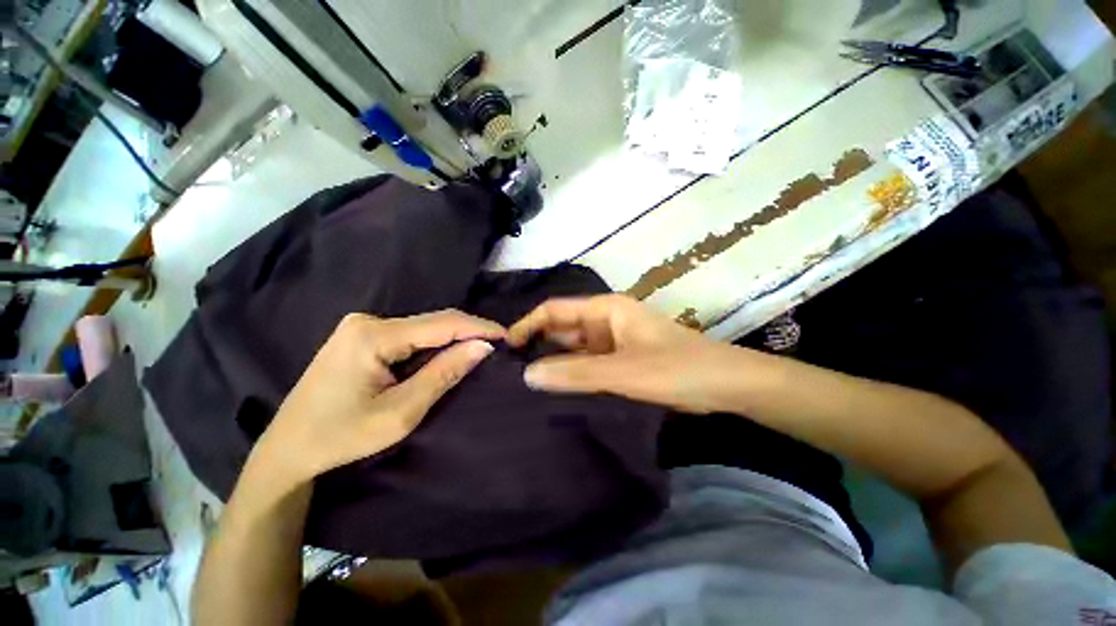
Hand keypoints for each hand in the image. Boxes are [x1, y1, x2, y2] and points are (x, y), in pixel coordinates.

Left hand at [254, 310, 504, 484]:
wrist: (287, 450)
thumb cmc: (341, 437)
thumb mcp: (400, 412)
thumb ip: (444, 374)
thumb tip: (483, 347)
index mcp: (373, 336)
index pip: (441, 324)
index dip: (478, 327)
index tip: (507, 335)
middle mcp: (368, 321)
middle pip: (433, 322)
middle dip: (469, 331)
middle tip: (499, 344)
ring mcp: (362, 327)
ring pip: (424, 327)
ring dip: (453, 338)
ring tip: (482, 348)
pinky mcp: (362, 336)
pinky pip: (411, 334)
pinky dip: (435, 343)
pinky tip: (450, 352)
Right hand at [509, 295, 758, 413]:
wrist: (725, 385)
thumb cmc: (676, 369)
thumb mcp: (623, 372)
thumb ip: (575, 374)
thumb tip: (527, 375)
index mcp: (605, 310)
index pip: (555, 310)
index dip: (529, 325)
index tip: (506, 348)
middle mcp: (605, 322)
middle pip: (563, 329)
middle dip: (538, 346)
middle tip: (509, 373)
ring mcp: (613, 342)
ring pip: (575, 349)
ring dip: (555, 364)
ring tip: (525, 385)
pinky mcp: (621, 361)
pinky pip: (589, 365)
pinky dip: (573, 375)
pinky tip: (556, 392)